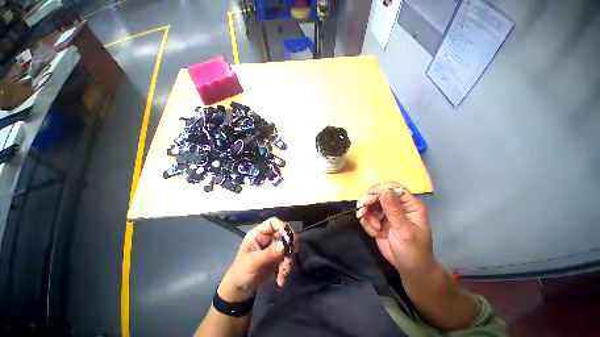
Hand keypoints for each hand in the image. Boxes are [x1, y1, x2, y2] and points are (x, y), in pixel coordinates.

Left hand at [218, 218, 296, 301]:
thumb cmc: (241, 272)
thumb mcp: (253, 262)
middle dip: (289, 246)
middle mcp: (268, 237)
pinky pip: (286, 258)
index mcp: (259, 233)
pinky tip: (281, 280)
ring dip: (288, 260)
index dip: (282, 226)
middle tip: (290, 257)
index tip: (290, 238)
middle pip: (284, 234)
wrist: (240, 289)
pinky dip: (286, 268)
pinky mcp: (277, 257)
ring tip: (284, 273)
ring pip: (287, 247)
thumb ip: (269, 253)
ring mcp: (274, 247)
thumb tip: (285, 244)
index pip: (273, 222)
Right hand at [356, 182, 433, 274]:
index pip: (392, 187)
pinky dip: (366, 223)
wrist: (409, 269)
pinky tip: (374, 233)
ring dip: (367, 215)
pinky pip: (365, 214)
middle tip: (363, 213)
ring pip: (368, 202)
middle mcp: (396, 204)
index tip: (368, 201)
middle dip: (368, 202)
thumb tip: (384, 190)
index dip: (378, 191)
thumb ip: (394, 210)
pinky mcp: (377, 218)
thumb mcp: (405, 231)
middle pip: (376, 192)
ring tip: (375, 229)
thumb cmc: (414, 251)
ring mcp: (385, 211)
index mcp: (409, 204)